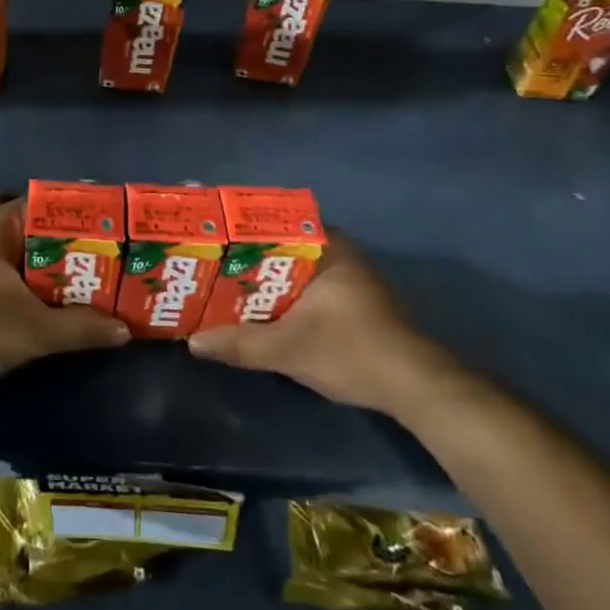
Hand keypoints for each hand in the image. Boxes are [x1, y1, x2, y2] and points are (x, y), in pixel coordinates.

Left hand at [0, 190, 129, 395]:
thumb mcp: (34, 330)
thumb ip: (80, 327)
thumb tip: (124, 329)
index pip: (42, 202)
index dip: (75, 211)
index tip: (105, 222)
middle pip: (23, 216)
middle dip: (56, 230)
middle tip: (92, 245)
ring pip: (0, 232)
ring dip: (28, 242)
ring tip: (60, 255)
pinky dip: (4, 256)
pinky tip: (14, 272)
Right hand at [187, 227, 461, 414]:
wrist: (417, 389)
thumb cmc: (353, 352)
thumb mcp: (289, 349)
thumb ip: (240, 344)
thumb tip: (192, 342)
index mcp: (326, 246)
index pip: (274, 220)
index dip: (239, 226)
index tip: (210, 233)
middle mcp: (338, 252)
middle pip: (279, 244)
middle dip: (245, 254)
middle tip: (208, 261)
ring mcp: (348, 277)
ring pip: (292, 267)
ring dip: (262, 276)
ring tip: (222, 283)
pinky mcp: (352, 301)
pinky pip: (305, 284)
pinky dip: (281, 292)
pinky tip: (257, 308)